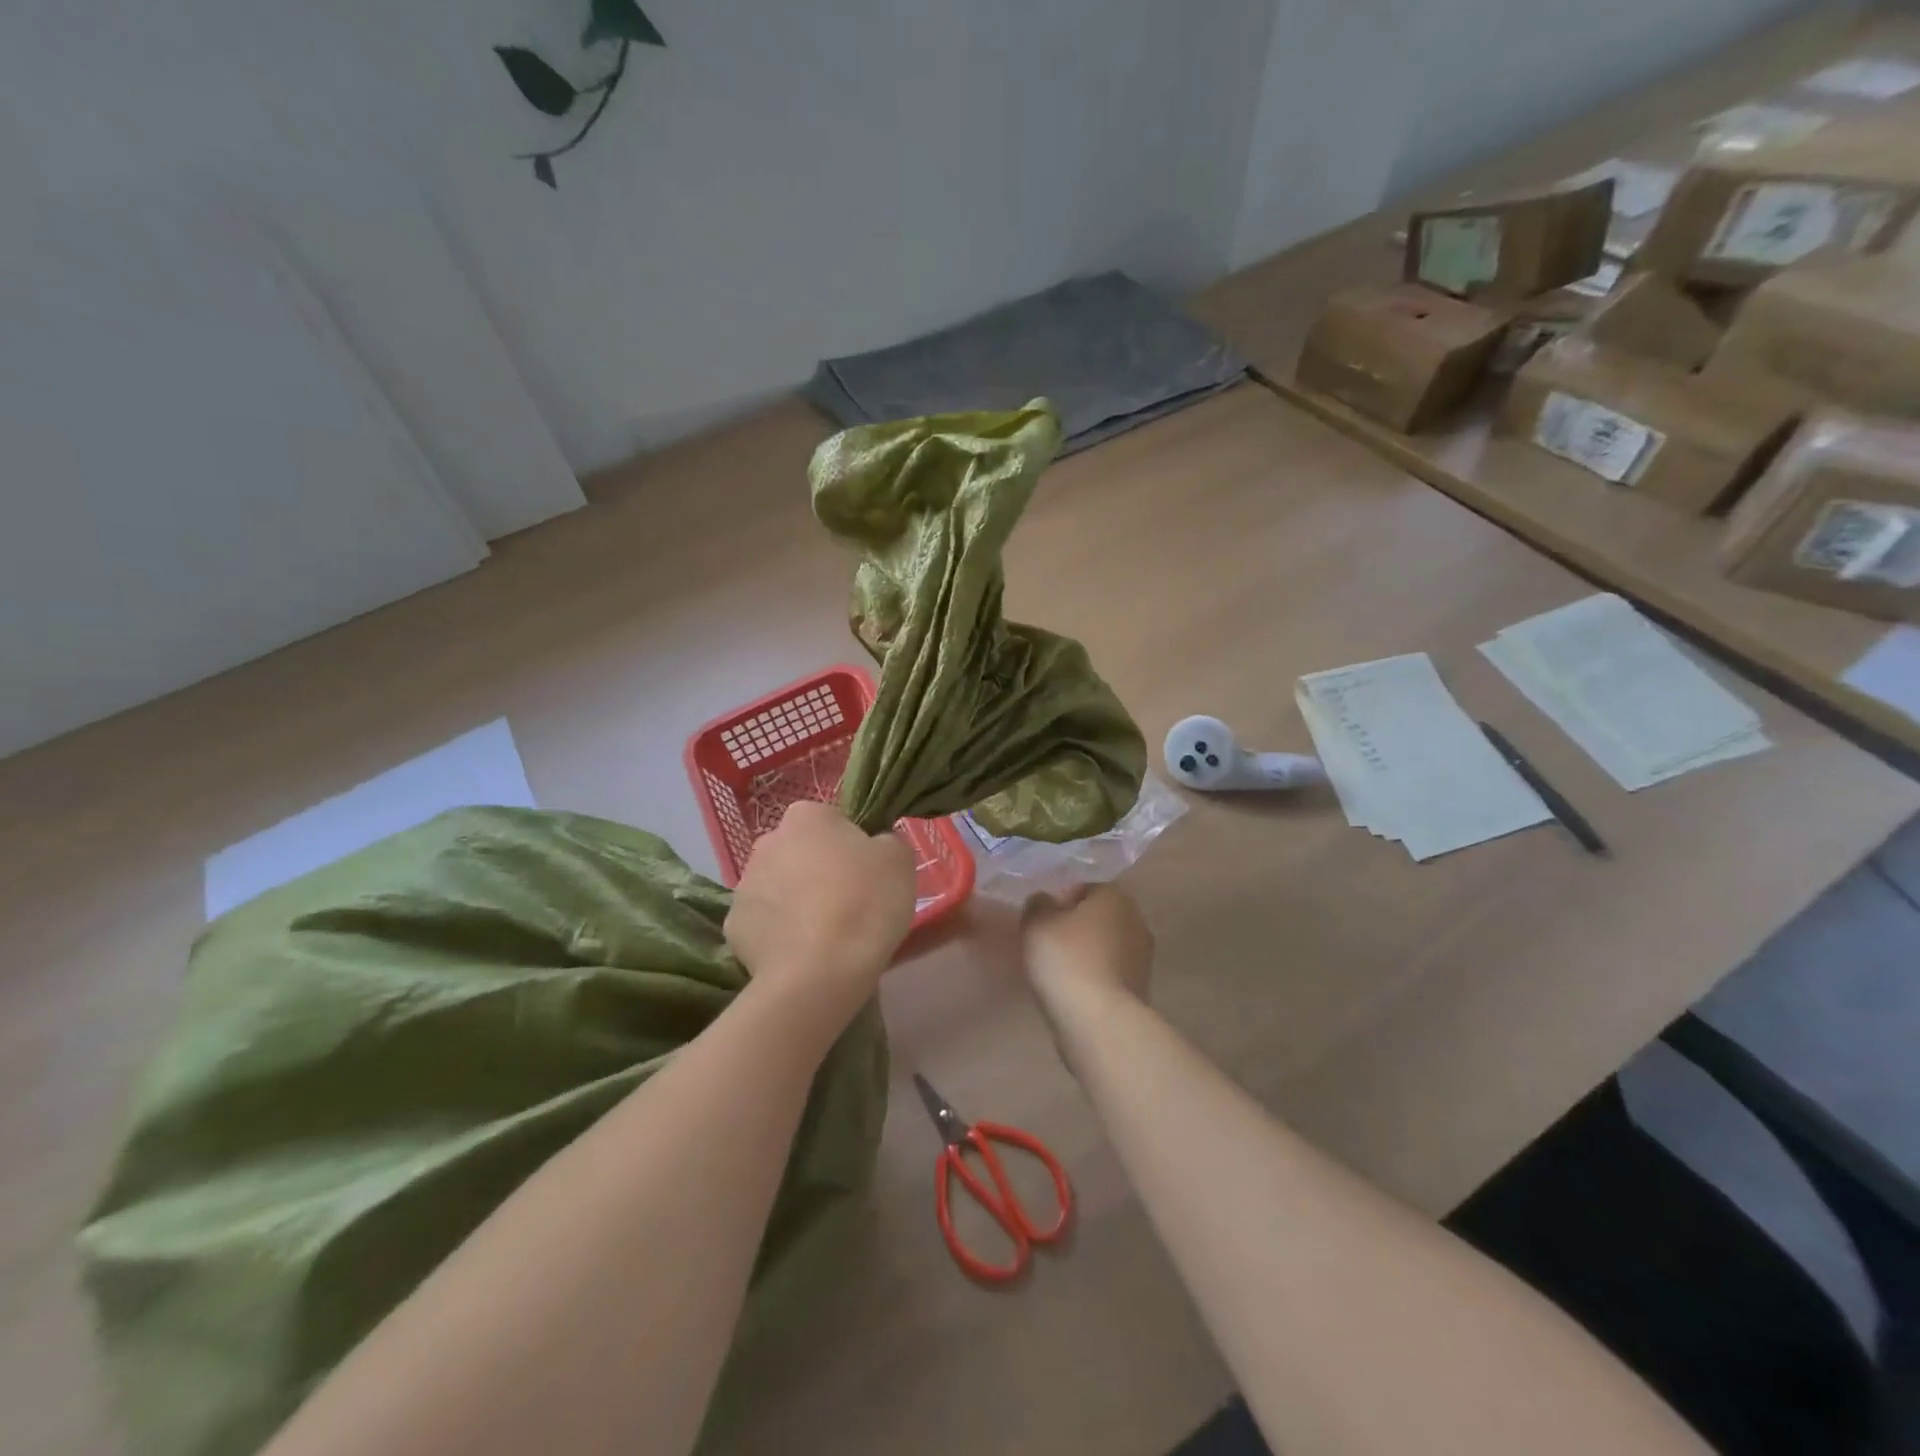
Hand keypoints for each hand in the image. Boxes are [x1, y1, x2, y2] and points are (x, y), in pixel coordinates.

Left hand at [725, 801, 915, 1023]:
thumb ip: (885, 842)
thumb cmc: (865, 903)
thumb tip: (874, 846)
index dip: (851, 847)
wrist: (821, 971)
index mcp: (806, 816)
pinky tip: (801, 953)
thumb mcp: (899, 860)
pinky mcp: (733, 926)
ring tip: (826, 935)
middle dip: (817, 871)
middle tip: (848, 904)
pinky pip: (764, 923)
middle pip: (799, 852)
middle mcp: (767, 841)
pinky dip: (779, 934)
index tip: (866, 875)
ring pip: (778, 887)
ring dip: (797, 902)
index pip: (831, 821)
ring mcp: (744, 884)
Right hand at [1021, 884, 1154, 1016]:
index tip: (1041, 922)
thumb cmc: (1066, 960)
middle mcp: (1136, 920)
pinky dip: (1093, 977)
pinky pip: (1109, 973)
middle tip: (1048, 944)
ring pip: (1105, 946)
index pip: (1085, 889)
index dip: (1060, 902)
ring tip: (1057, 971)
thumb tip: (1045, 902)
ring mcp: (1143, 957)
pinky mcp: (1141, 989)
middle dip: (1075, 927)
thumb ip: (1037, 905)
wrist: (1099, 1021)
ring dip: (1086, 953)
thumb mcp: (1036, 923)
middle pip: (1098, 917)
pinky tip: (1074, 991)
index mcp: (1115, 896)